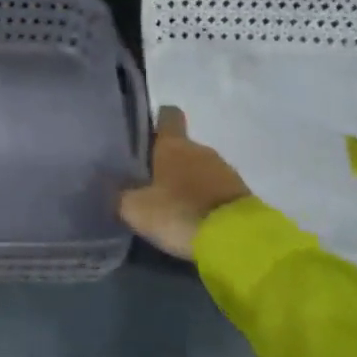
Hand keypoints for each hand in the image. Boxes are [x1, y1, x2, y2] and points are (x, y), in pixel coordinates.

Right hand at [118, 106, 251, 259]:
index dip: (157, 121)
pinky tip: (196, 219)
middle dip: (169, 162)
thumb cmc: (180, 213)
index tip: (147, 134)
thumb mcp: (136, 209)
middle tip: (152, 184)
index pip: (168, 115)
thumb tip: (113, 189)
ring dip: (190, 183)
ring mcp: (225, 170)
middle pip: (182, 147)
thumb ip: (121, 195)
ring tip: (175, 206)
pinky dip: (207, 201)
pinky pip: (217, 190)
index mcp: (173, 144)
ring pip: (200, 169)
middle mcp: (200, 149)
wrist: (238, 241)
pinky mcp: (243, 195)